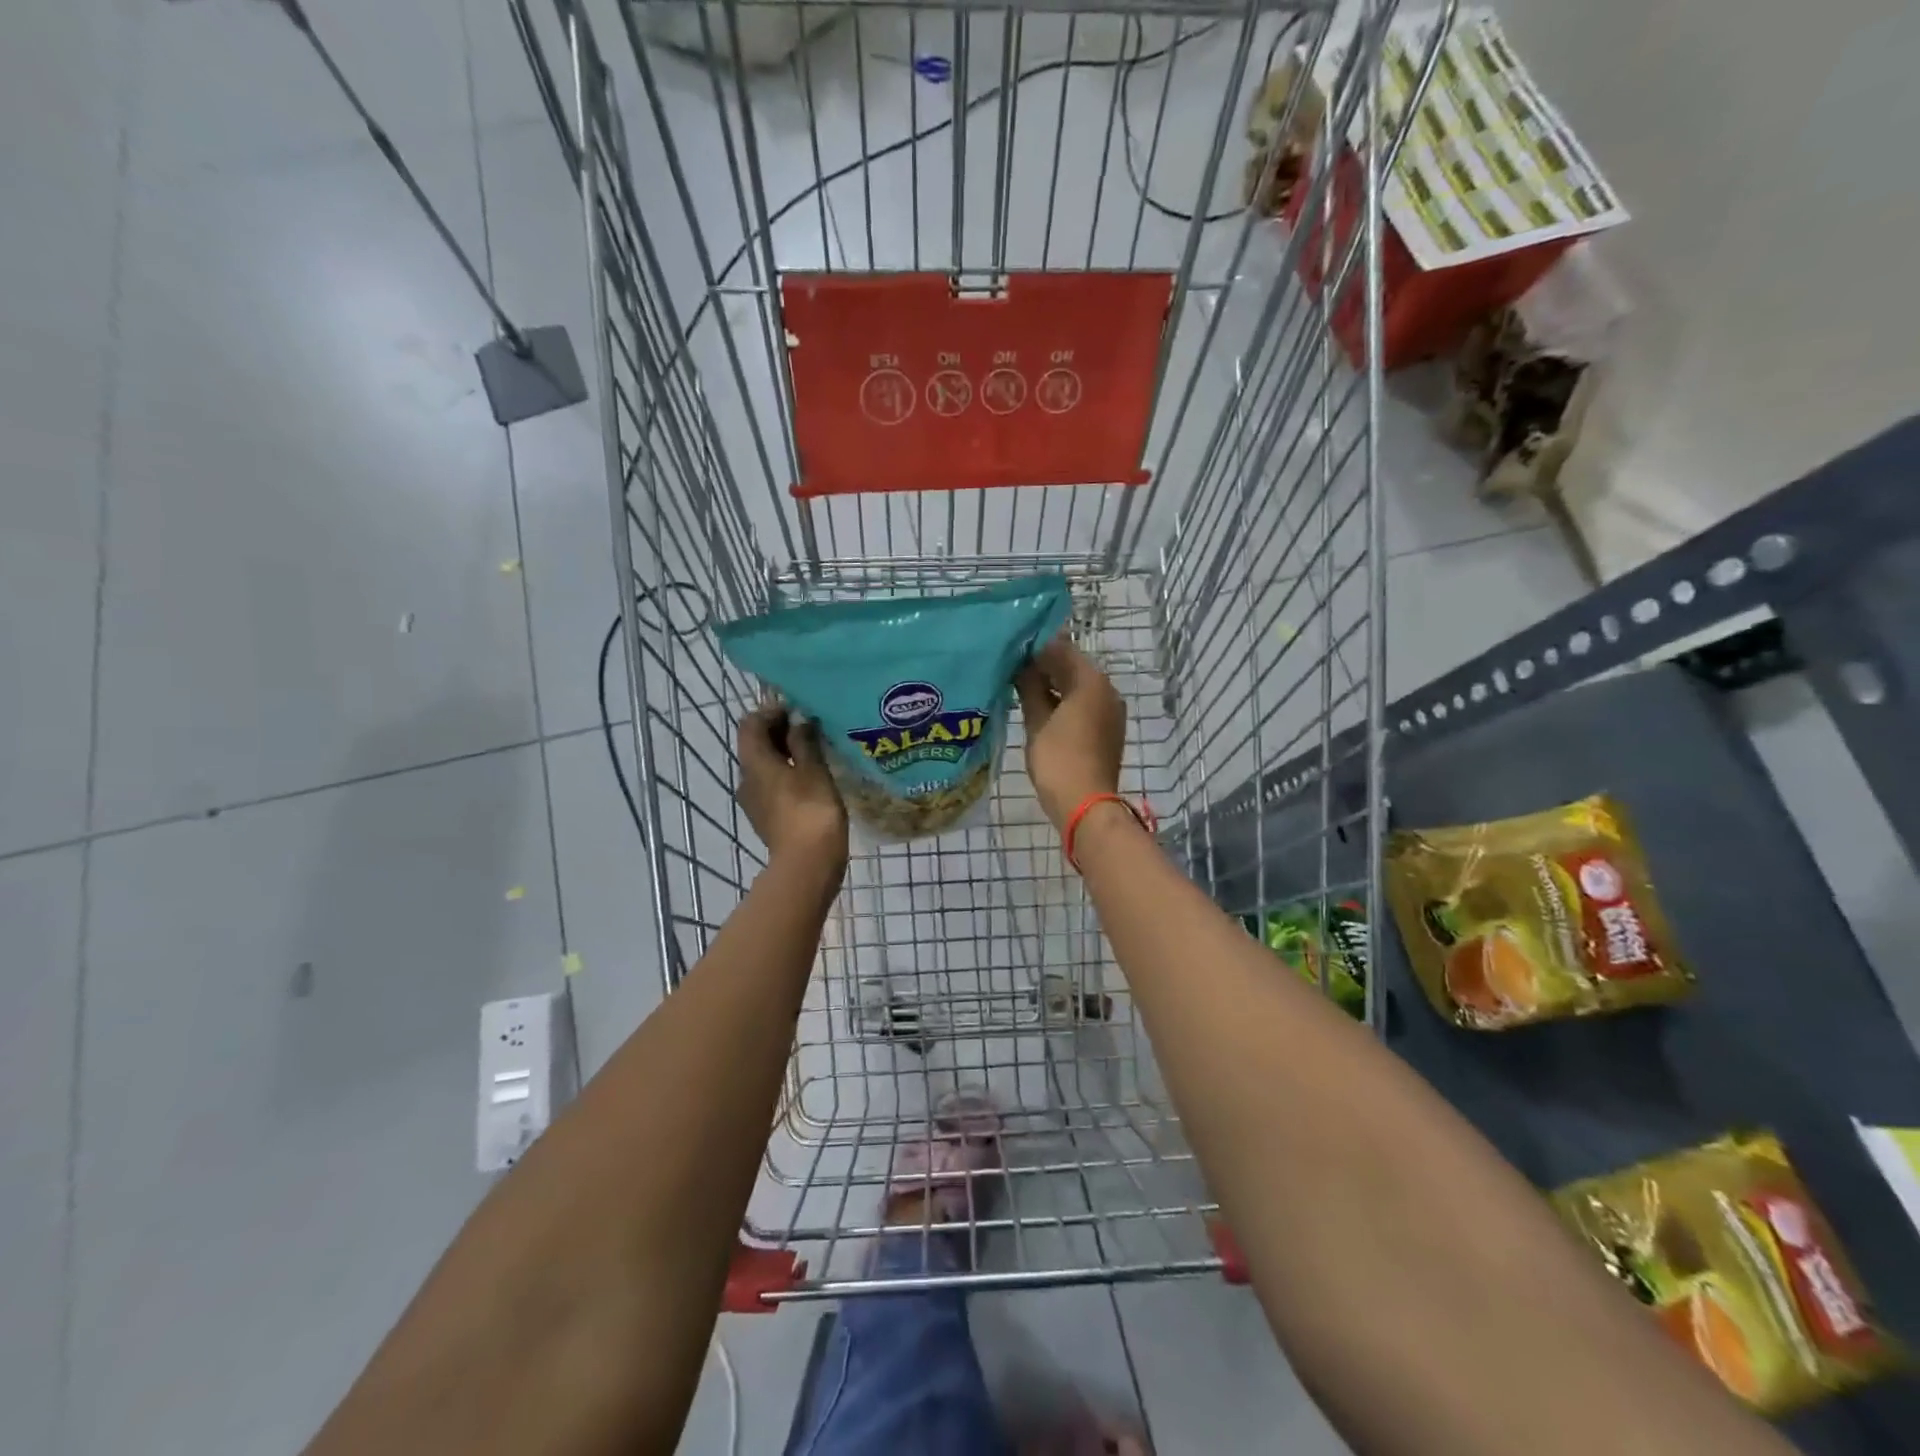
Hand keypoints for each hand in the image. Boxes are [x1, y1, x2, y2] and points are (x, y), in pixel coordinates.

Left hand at [736, 706, 847, 865]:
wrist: (807, 864)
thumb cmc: (811, 810)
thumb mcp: (814, 769)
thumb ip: (804, 741)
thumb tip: (798, 721)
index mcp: (754, 762)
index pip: (751, 724)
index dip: (772, 712)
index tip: (799, 712)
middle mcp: (746, 779)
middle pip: (755, 744)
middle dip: (780, 732)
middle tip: (810, 730)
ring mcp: (754, 801)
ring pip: (764, 766)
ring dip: (785, 754)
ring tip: (814, 753)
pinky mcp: (766, 818)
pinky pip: (772, 786)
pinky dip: (787, 775)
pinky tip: (811, 780)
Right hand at [1013, 636, 1126, 829]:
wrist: (1086, 804)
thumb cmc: (1058, 760)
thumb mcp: (1037, 722)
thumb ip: (1029, 689)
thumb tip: (1021, 667)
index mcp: (1091, 681)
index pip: (1061, 649)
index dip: (1034, 649)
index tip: (1010, 652)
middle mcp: (1107, 690)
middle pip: (1072, 667)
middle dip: (1044, 667)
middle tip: (1011, 670)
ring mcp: (1110, 711)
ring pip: (1078, 687)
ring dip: (1053, 686)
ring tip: (1021, 690)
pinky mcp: (1108, 730)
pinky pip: (1084, 705)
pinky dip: (1064, 703)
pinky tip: (1041, 710)